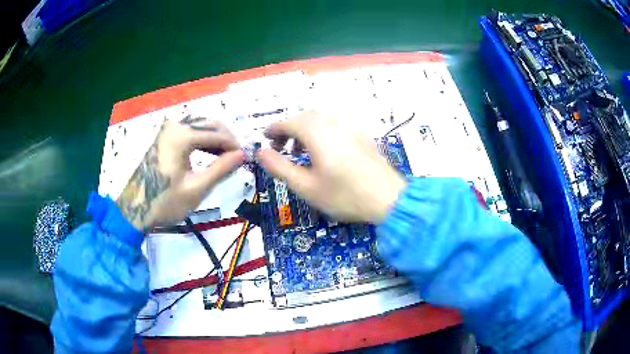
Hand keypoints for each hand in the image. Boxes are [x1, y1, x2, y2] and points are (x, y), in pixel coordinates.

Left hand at [116, 119, 243, 230]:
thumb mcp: (196, 189)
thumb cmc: (165, 202)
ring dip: (215, 138)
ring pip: (200, 125)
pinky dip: (202, 139)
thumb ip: (221, 169)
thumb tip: (243, 155)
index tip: (246, 159)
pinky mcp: (164, 136)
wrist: (135, 209)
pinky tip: (210, 152)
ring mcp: (168, 129)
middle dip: (226, 139)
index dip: (234, 145)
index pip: (217, 133)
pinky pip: (190, 131)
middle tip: (237, 158)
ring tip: (226, 157)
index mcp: (182, 135)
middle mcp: (175, 125)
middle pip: (209, 124)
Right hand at [257, 111, 406, 222]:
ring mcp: (351, 127)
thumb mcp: (306, 186)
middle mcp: (333, 123)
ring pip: (321, 119)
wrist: (388, 199)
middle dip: (289, 128)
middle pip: (305, 117)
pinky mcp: (362, 134)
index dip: (274, 129)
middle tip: (281, 146)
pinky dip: (322, 131)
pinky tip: (324, 149)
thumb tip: (260, 152)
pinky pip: (335, 124)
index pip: (289, 122)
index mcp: (317, 133)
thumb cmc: (344, 195)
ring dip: (305, 129)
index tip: (264, 138)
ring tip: (300, 149)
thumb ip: (279, 167)